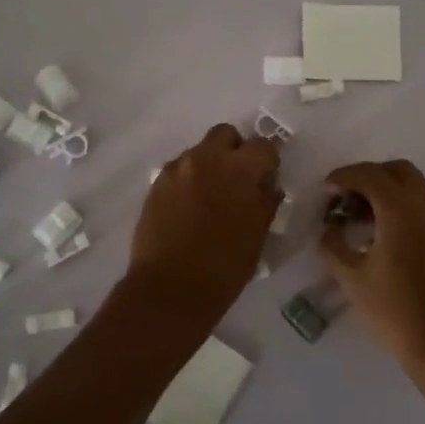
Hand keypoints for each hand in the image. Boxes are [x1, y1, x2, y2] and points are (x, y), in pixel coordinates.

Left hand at [129, 123, 281, 325]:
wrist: (171, 289)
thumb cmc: (225, 266)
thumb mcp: (258, 234)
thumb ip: (265, 201)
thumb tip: (267, 185)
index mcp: (240, 169)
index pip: (264, 146)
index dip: (268, 161)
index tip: (266, 179)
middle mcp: (207, 158)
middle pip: (226, 134)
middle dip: (235, 150)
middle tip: (237, 179)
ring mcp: (178, 169)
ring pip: (199, 151)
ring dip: (209, 165)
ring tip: (210, 197)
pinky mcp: (156, 183)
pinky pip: (179, 170)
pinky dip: (188, 180)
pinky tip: (188, 207)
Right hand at [319, 160, 424, 368]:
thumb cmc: (394, 310)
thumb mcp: (352, 278)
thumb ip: (333, 246)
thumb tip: (329, 229)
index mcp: (400, 209)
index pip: (369, 175)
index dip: (343, 176)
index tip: (325, 190)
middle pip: (396, 170)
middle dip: (368, 176)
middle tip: (345, 198)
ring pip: (413, 185)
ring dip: (386, 189)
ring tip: (360, 216)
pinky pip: (422, 204)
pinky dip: (400, 204)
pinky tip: (382, 232)